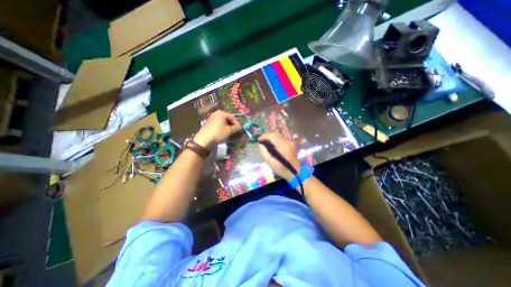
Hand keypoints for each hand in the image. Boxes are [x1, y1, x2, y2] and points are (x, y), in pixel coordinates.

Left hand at [194, 109, 241, 146]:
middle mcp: (216, 113)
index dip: (237, 124)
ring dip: (227, 127)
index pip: (232, 117)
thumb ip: (236, 128)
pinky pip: (218, 124)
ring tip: (230, 133)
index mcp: (221, 113)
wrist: (203, 139)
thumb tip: (240, 127)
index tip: (239, 130)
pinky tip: (223, 134)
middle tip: (235, 132)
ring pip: (223, 122)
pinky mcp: (209, 123)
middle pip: (227, 119)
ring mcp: (211, 118)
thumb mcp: (229, 131)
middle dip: (232, 125)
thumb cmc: (218, 133)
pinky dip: (222, 128)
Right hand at [258, 132, 299, 179]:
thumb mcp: (271, 163)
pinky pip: (282, 138)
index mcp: (283, 148)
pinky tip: (272, 144)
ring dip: (271, 138)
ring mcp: (291, 143)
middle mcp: (288, 143)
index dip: (264, 136)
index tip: (259, 139)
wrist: (296, 173)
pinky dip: (276, 139)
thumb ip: (264, 153)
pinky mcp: (292, 144)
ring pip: (279, 136)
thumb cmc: (282, 170)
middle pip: (276, 135)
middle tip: (261, 141)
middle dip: (267, 136)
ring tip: (266, 142)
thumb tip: (260, 144)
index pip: (273, 137)